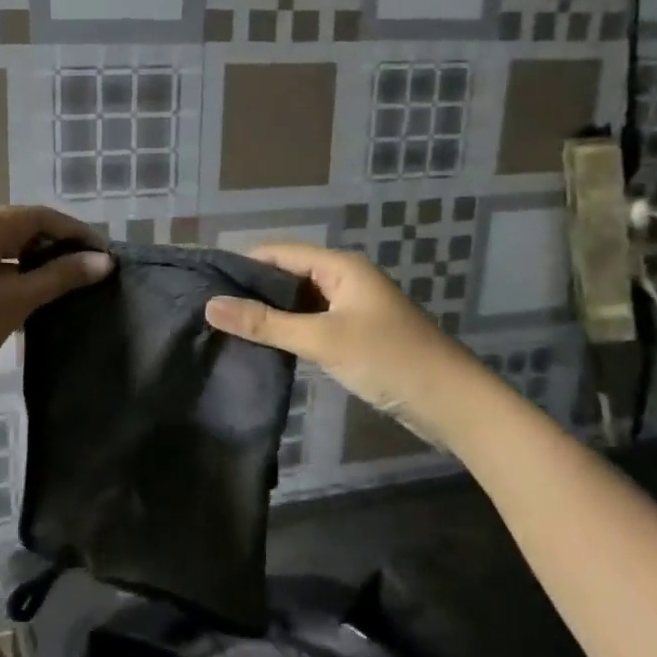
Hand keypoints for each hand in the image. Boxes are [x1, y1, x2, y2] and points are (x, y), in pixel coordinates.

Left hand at [0, 206, 112, 408]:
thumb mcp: (16, 300)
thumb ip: (61, 276)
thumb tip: (105, 261)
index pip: (41, 216)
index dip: (77, 233)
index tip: (107, 256)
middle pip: (25, 227)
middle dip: (60, 247)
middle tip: (94, 272)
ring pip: (11, 247)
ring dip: (41, 263)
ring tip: (74, 285)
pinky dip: (20, 275)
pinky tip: (41, 296)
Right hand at [204, 243, 495, 449]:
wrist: (452, 403)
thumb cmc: (388, 360)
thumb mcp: (322, 339)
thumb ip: (266, 324)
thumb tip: (211, 306)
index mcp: (340, 267)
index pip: (279, 253)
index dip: (242, 265)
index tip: (204, 283)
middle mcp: (344, 279)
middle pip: (287, 275)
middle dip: (252, 290)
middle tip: (209, 310)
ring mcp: (351, 308)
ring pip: (299, 302)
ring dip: (270, 313)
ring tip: (227, 327)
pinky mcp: (355, 334)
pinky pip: (312, 323)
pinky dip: (289, 331)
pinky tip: (263, 345)